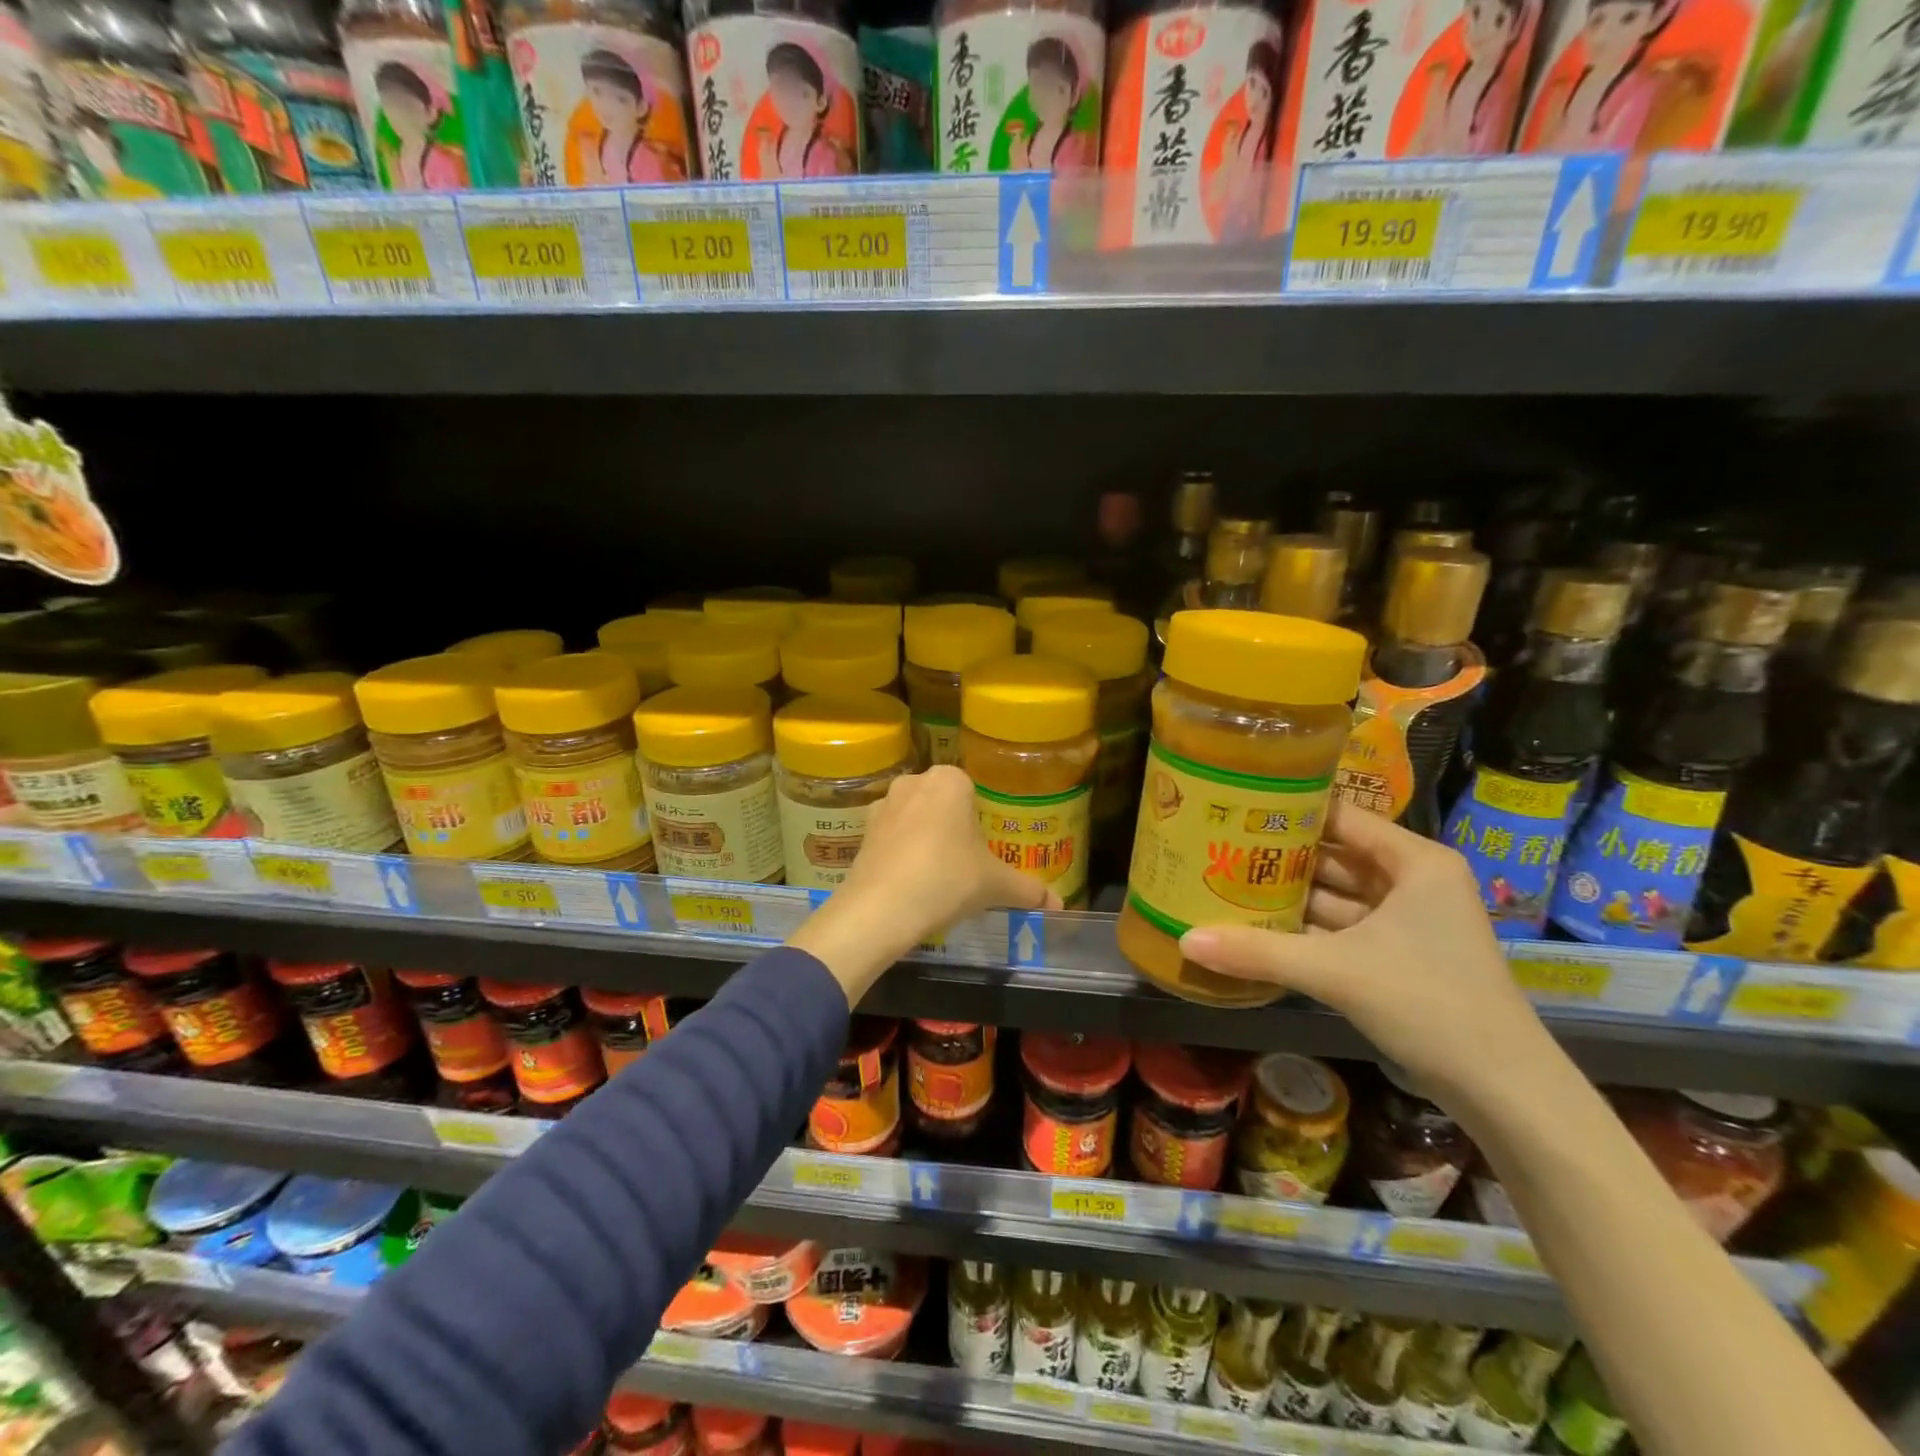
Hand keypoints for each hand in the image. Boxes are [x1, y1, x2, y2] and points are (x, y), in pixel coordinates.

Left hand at [790, 767, 1059, 1002]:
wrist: (881, 908)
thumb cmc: (947, 879)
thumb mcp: (995, 885)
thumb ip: (1029, 890)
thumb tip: (1060, 905)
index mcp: (950, 780)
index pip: (974, 791)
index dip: (981, 821)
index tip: (985, 850)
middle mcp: (914, 782)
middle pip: (943, 803)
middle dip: (952, 828)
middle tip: (965, 864)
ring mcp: (883, 804)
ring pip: (915, 818)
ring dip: (924, 838)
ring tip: (936, 876)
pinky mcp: (861, 831)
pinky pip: (891, 837)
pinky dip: (900, 853)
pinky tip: (910, 883)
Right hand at [1177, 802, 1553, 1107]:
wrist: (1504, 1090)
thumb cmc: (1430, 1004)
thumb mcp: (1337, 971)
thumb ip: (1259, 952)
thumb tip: (1186, 940)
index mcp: (1414, 862)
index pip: (1341, 816)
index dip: (1290, 810)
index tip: (1236, 806)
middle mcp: (1413, 881)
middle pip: (1335, 855)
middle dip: (1280, 856)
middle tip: (1220, 845)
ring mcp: (1408, 920)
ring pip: (1336, 895)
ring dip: (1289, 895)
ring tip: (1227, 881)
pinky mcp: (1400, 954)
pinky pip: (1343, 927)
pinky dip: (1306, 928)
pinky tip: (1258, 926)